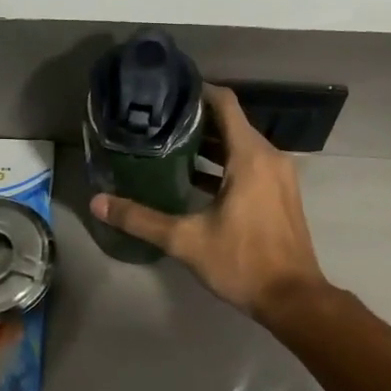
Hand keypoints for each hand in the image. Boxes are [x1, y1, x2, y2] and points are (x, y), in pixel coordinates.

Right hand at [89, 84, 330, 320]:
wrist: (292, 298)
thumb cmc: (242, 262)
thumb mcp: (186, 240)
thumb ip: (141, 219)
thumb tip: (98, 203)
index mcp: (251, 156)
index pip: (224, 103)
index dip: (196, 92)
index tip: (166, 92)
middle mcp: (269, 157)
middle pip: (231, 123)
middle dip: (196, 121)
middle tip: (157, 122)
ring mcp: (279, 176)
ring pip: (241, 147)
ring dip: (210, 146)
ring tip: (169, 148)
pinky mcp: (280, 194)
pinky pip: (251, 165)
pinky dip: (225, 165)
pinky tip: (195, 180)